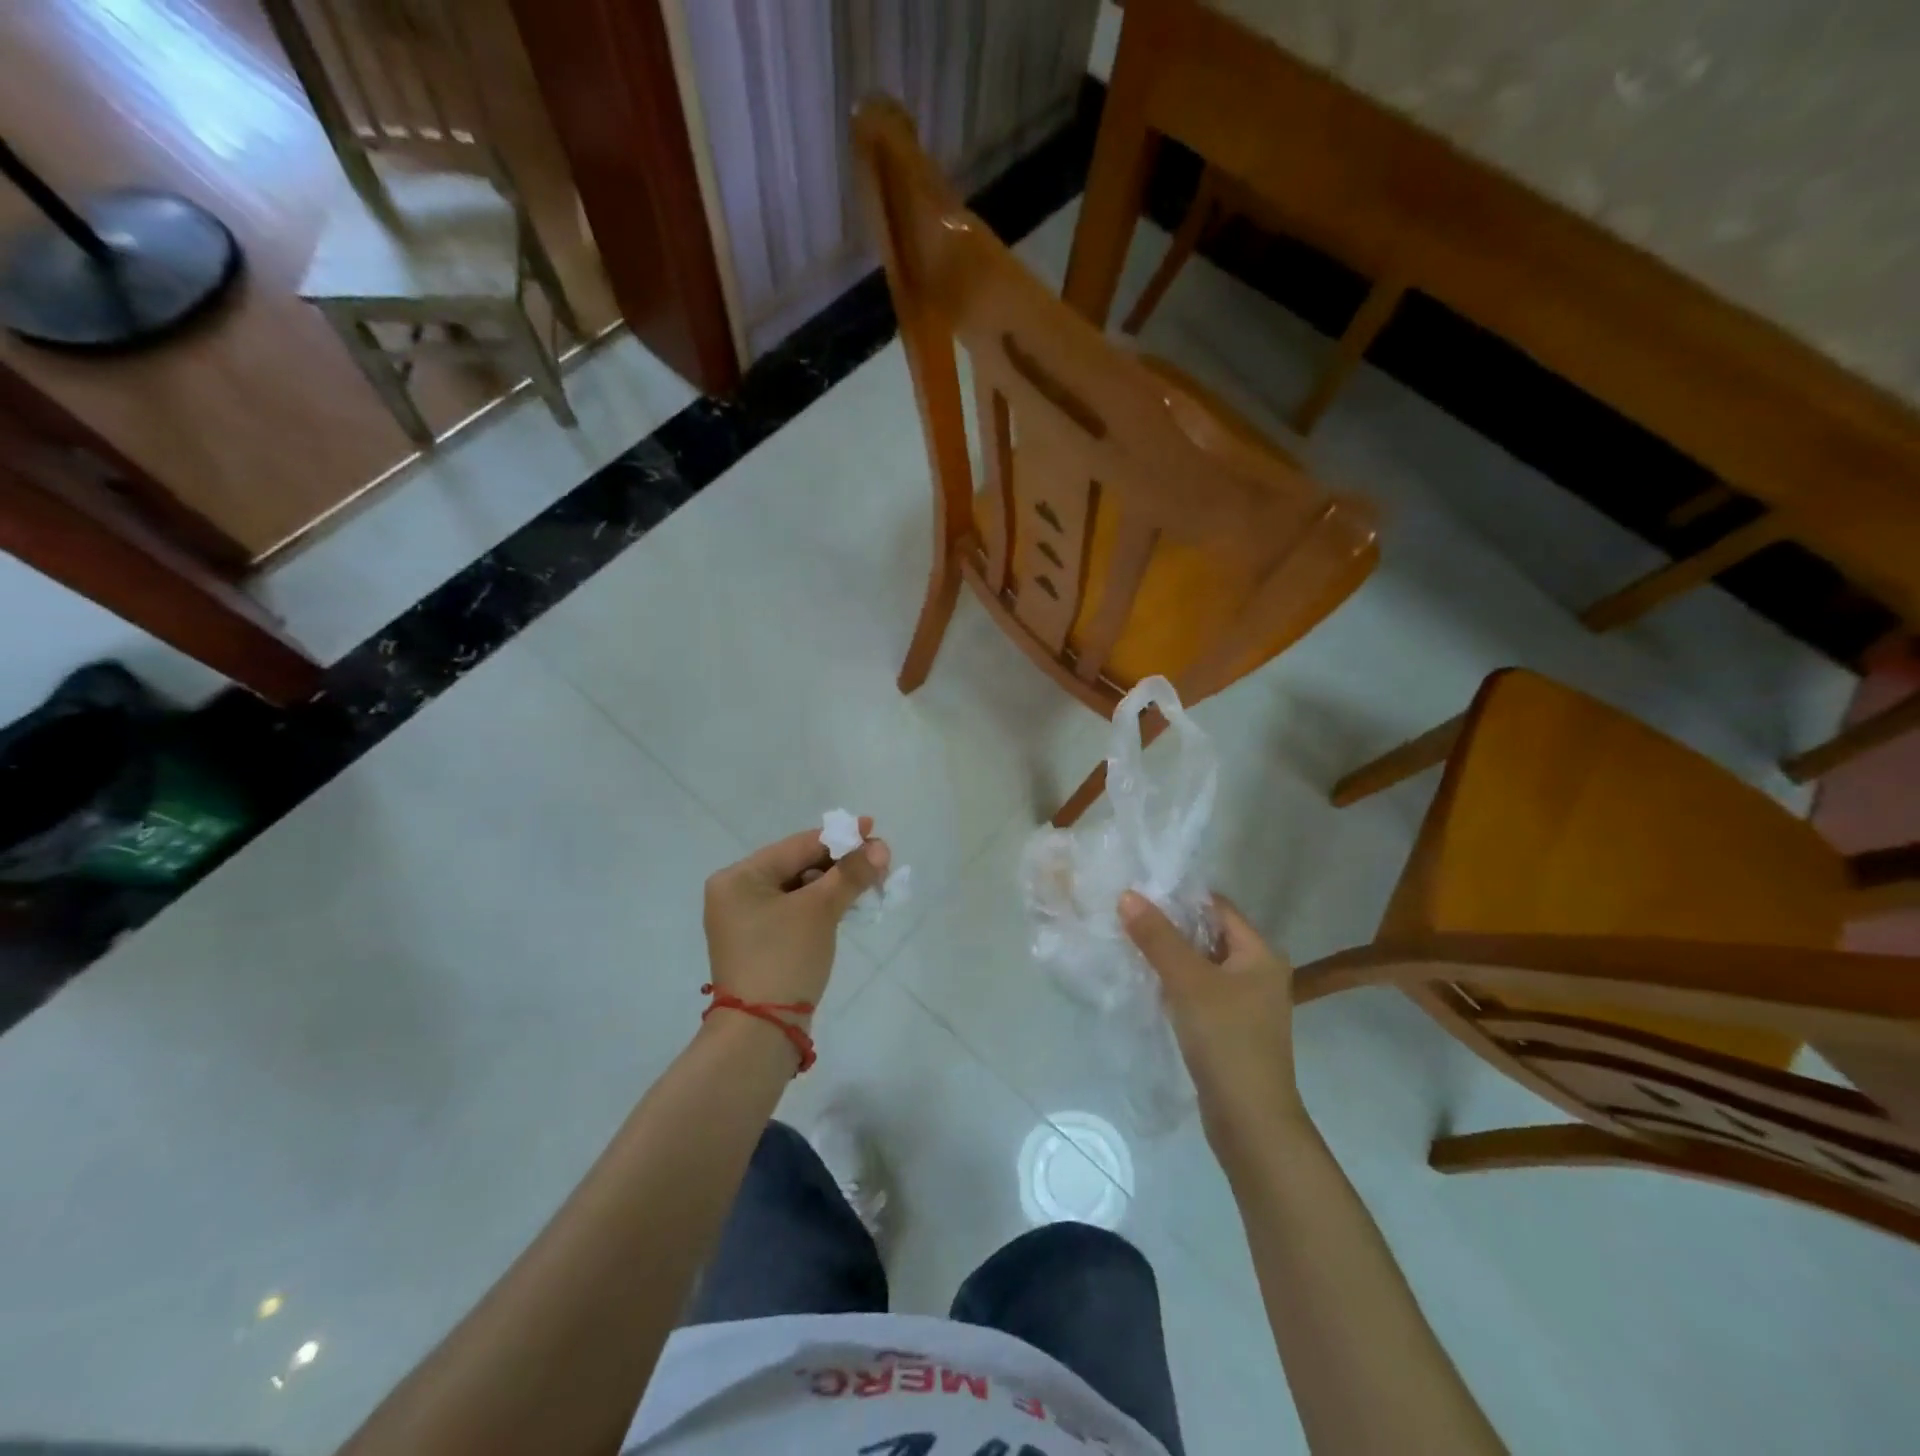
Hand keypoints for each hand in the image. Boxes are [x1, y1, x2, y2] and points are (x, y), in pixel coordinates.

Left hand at [703, 820, 889, 1017]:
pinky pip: (795, 911)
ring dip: (835, 885)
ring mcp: (747, 921)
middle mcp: (736, 894)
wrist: (761, 1032)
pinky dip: (822, 906)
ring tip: (871, 882)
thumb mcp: (820, 910)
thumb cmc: (784, 957)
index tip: (873, 828)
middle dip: (840, 863)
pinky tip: (849, 904)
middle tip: (879, 860)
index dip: (839, 837)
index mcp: (739, 877)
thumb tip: (880, 848)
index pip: (797, 846)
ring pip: (799, 890)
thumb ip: (850, 874)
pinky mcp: (761, 943)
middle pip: (798, 865)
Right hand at [1119, 891, 1308, 1142]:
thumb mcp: (1188, 982)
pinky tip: (1146, 980)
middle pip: (1208, 934)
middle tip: (1126, 913)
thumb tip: (1127, 895)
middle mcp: (1258, 972)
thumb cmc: (1226, 1040)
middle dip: (1170, 925)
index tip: (1140, 890)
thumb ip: (1157, 937)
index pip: (1217, 907)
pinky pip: (1199, 991)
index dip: (1180, 896)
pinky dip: (1175, 983)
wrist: (1250, 1121)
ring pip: (1201, 964)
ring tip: (1128, 941)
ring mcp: (1245, 1002)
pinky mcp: (1229, 1027)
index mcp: (1260, 954)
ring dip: (1170, 955)